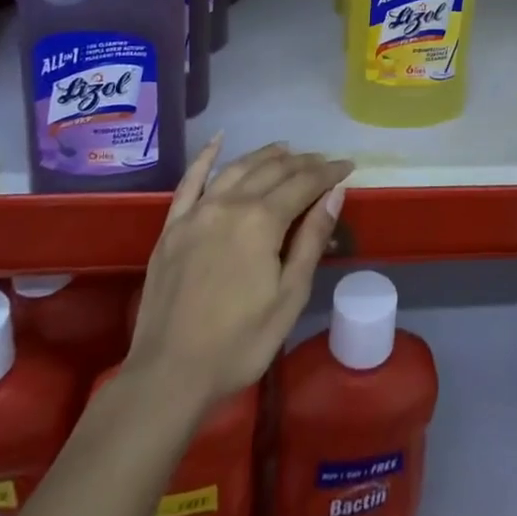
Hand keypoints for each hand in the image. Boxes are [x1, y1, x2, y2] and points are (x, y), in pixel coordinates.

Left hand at [126, 138, 351, 405]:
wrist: (168, 376)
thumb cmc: (239, 343)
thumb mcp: (289, 297)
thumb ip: (311, 240)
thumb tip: (335, 194)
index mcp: (261, 221)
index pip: (304, 183)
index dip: (329, 172)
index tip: (348, 166)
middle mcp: (230, 203)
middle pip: (272, 170)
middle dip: (302, 162)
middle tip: (322, 161)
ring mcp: (197, 212)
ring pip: (237, 168)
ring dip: (264, 155)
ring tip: (286, 149)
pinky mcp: (172, 226)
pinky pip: (190, 181)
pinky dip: (206, 157)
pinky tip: (217, 140)